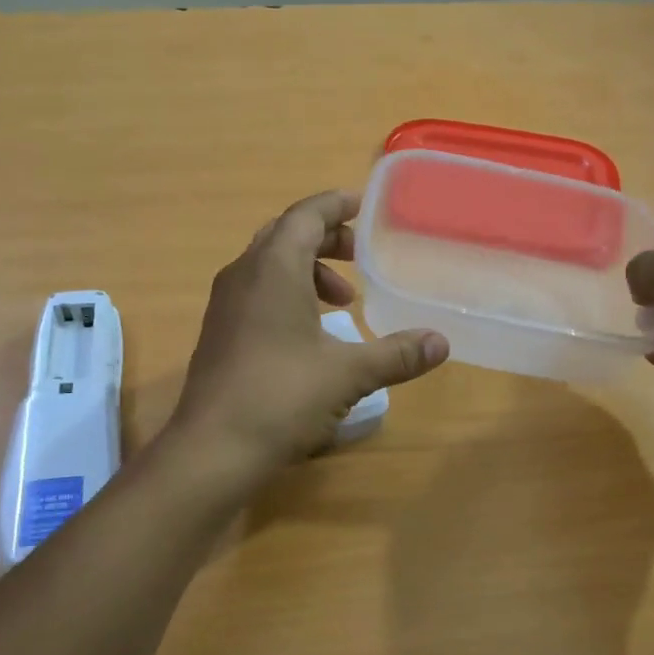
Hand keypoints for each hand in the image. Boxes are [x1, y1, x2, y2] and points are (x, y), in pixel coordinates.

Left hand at [167, 191, 448, 483]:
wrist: (213, 449)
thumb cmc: (282, 397)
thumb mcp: (348, 374)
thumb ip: (396, 354)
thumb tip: (441, 343)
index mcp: (273, 268)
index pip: (306, 214)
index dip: (336, 205)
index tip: (365, 207)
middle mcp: (243, 275)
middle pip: (286, 235)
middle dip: (326, 239)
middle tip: (361, 258)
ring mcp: (225, 304)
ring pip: (269, 265)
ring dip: (308, 271)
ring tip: (342, 302)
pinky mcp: (219, 332)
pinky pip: (257, 292)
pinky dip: (288, 294)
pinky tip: (311, 334)